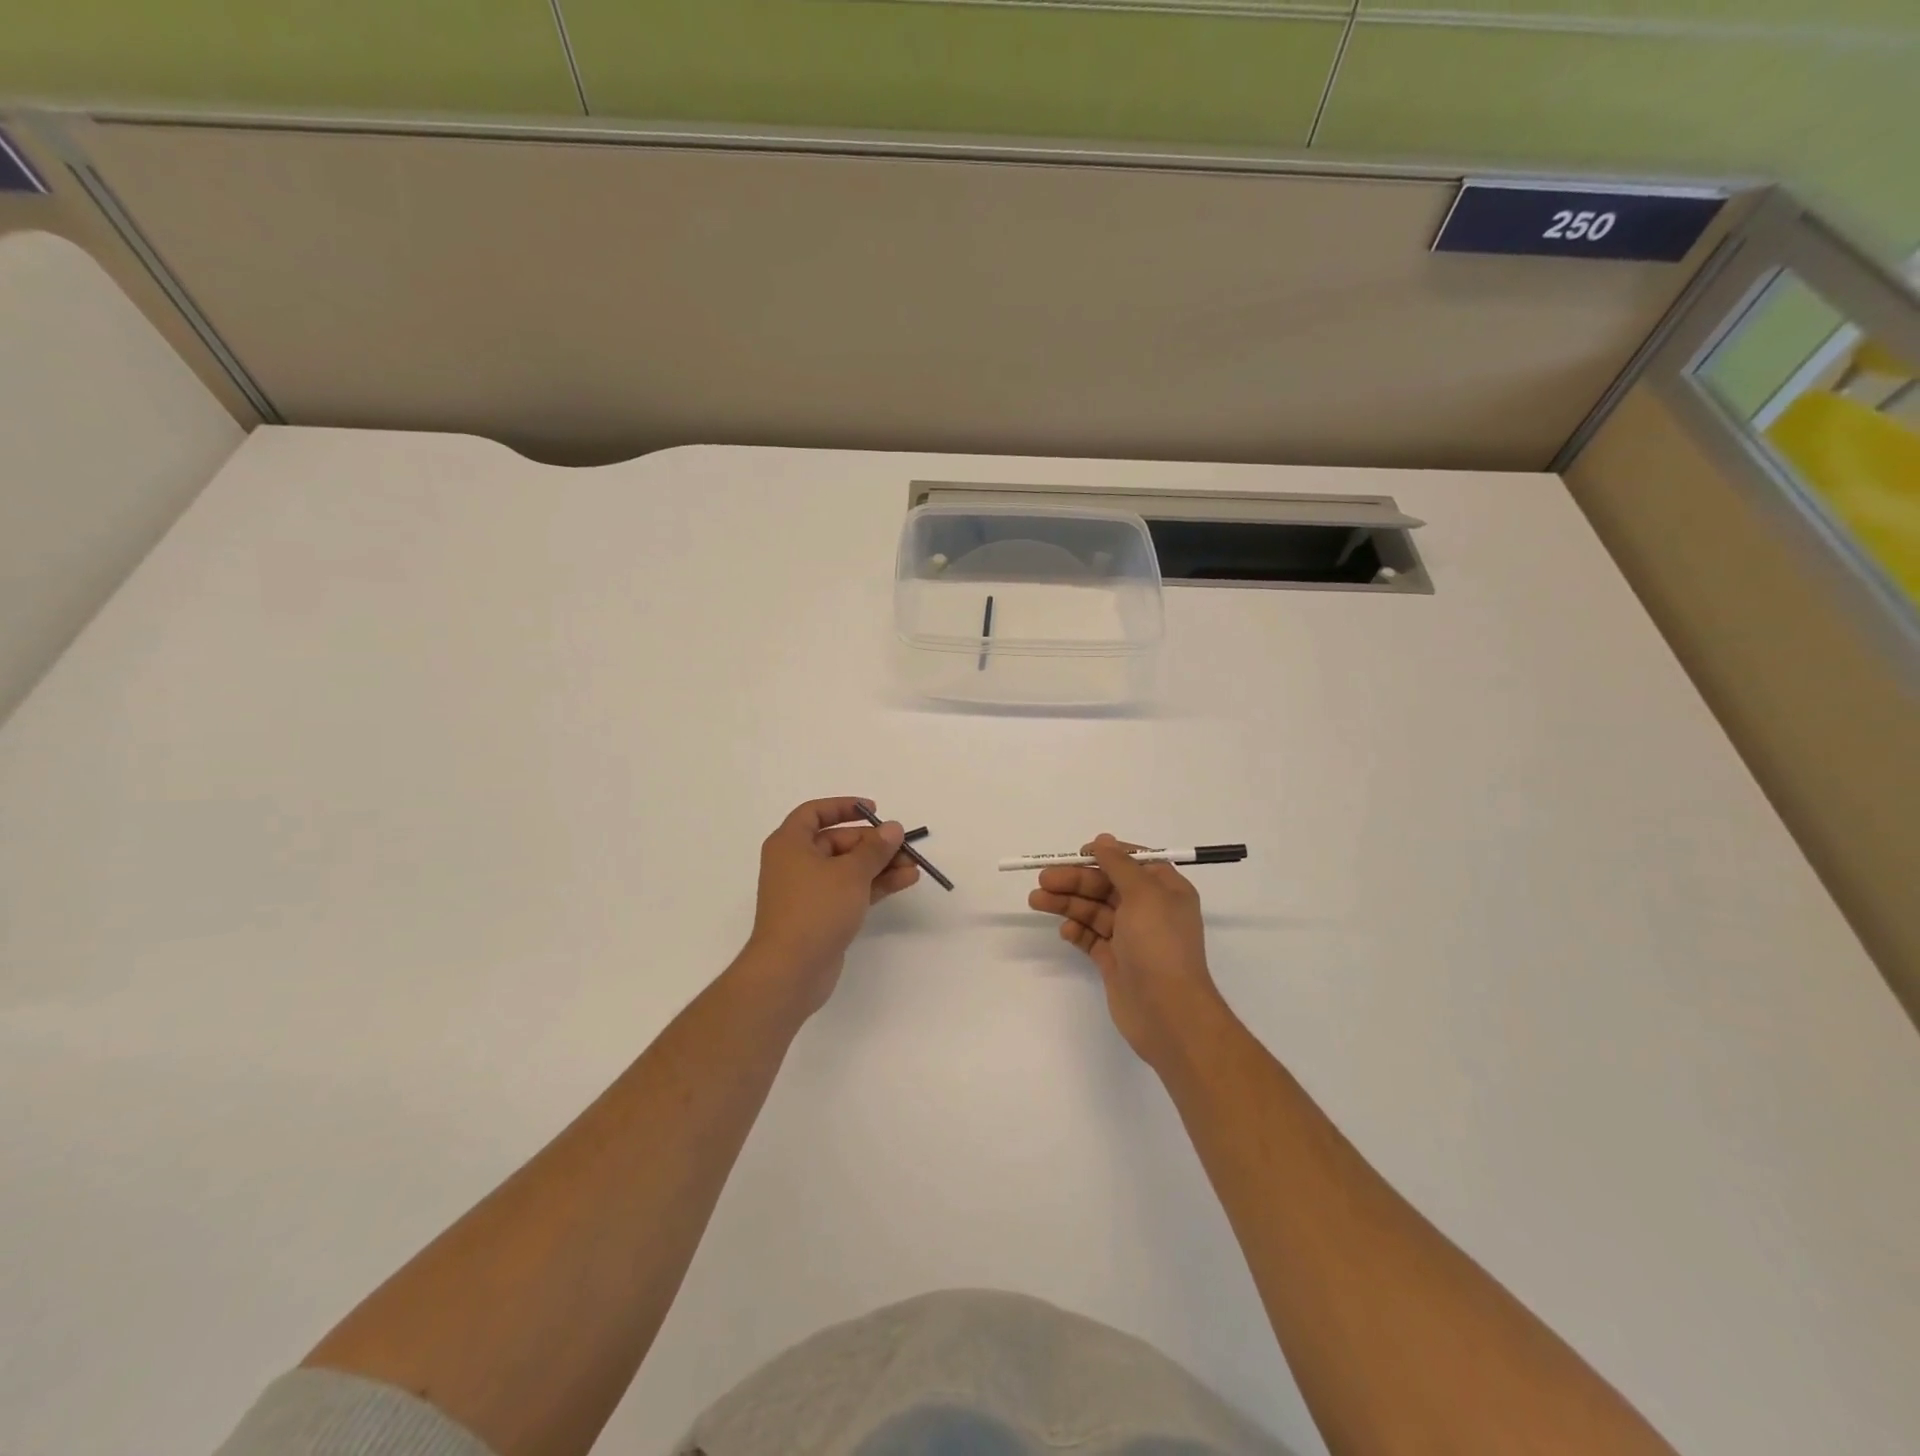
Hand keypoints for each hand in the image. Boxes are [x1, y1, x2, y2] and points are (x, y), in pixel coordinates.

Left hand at [743, 797, 919, 1015]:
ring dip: (879, 865)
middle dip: (873, 843)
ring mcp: (808, 892)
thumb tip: (893, 828)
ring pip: (848, 868)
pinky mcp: (821, 916)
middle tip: (904, 846)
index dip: (843, 807)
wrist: (790, 971)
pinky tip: (905, 881)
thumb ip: (875, 848)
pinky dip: (874, 885)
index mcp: (790, 844)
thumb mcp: (850, 873)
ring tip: (913, 866)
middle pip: (837, 841)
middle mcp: (795, 863)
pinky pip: (850, 890)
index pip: (814, 813)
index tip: (873, 810)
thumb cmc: (815, 909)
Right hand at [1029, 834, 1226, 1065]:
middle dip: (1075, 881)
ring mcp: (1131, 937)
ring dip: (1067, 903)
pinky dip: (1076, 931)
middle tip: (1043, 880)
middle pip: (1106, 886)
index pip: (1133, 862)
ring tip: (1037, 900)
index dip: (1105, 856)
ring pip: (1094, 911)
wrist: (1168, 1012)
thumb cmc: (1159, 945)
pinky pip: (1091, 938)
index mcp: (1165, 890)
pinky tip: (1064, 931)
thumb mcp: (1143, 894)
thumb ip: (1119, 864)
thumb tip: (1103, 840)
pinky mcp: (1115, 961)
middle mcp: (1149, 910)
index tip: (1077, 855)